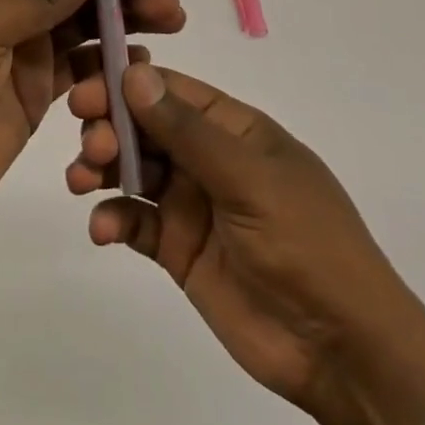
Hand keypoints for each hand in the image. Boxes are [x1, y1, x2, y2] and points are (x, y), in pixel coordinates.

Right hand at [67, 62, 424, 424]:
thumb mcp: (249, 178)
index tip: (85, 90)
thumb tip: (133, 72)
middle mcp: (207, 158)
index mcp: (233, 128)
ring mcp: (191, 203)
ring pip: (132, 169)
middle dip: (110, 127)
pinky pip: (135, 221)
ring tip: (82, 181)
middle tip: (90, 144)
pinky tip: (103, 229)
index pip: (170, 90)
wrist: (343, 352)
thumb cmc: (306, 243)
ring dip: (101, 168)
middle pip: (144, 126)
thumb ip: (187, 129)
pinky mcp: (178, 249)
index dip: (125, 84)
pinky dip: (113, 219)